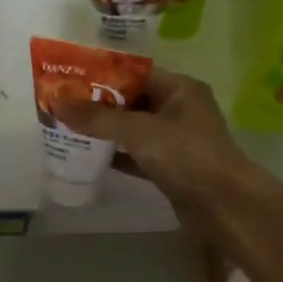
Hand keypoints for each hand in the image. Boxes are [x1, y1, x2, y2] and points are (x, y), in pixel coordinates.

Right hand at [53, 68, 262, 236]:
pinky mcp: (172, 168)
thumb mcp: (139, 131)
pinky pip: (138, 155)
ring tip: (68, 127)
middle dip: (99, 103)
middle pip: (132, 101)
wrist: (226, 208)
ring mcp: (177, 141)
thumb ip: (98, 117)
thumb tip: (56, 101)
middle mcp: (180, 109)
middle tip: (62, 104)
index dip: (102, 75)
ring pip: (133, 129)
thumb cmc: (187, 156)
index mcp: (180, 89)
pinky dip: (117, 155)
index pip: (135, 73)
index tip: (69, 78)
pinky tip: (89, 156)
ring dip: (105, 130)